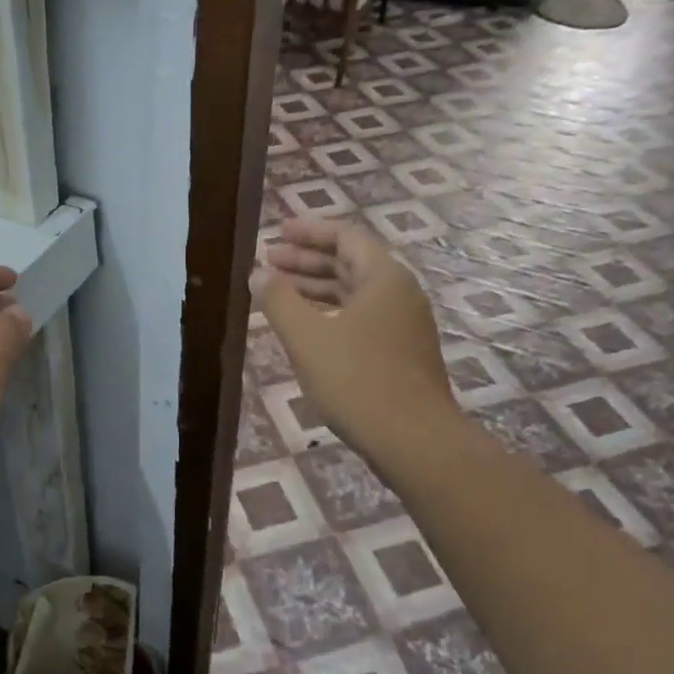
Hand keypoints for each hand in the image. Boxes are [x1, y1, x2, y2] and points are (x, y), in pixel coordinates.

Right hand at [253, 219, 456, 452]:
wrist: (414, 441)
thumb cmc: (357, 380)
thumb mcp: (307, 336)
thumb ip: (279, 300)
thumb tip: (258, 273)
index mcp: (384, 278)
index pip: (345, 237)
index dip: (309, 231)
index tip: (277, 233)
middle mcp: (399, 294)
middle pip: (350, 262)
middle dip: (307, 260)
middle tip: (269, 261)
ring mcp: (403, 325)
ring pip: (354, 292)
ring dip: (316, 287)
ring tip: (278, 292)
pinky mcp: (400, 353)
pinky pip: (361, 317)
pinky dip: (330, 313)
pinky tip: (305, 328)